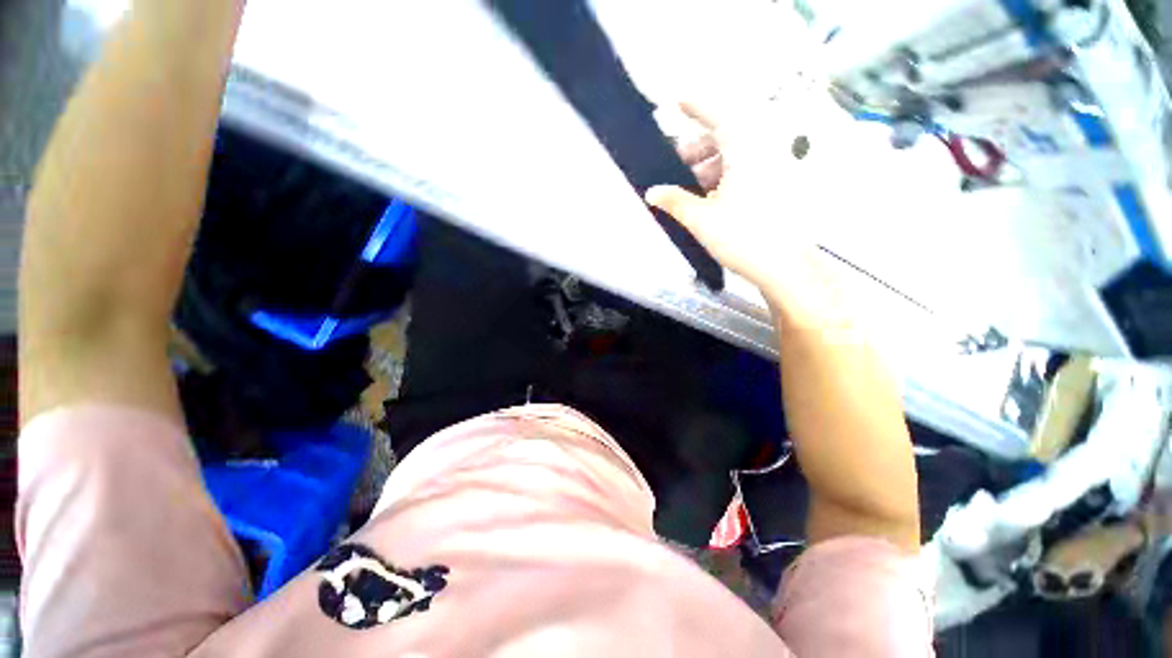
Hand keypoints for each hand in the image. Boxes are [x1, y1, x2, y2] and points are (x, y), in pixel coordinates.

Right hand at [652, 101, 844, 326]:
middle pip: (726, 135)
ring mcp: (771, 170)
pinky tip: (708, 197)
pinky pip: (745, 169)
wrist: (783, 267)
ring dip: (708, 165)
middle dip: (697, 147)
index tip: (676, 103)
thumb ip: (674, 201)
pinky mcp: (774, 187)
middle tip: (675, 164)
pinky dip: (723, 176)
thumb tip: (651, 192)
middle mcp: (763, 153)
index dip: (697, 106)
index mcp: (747, 152)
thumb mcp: (701, 219)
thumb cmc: (742, 237)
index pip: (720, 115)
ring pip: (735, 154)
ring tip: (688, 187)